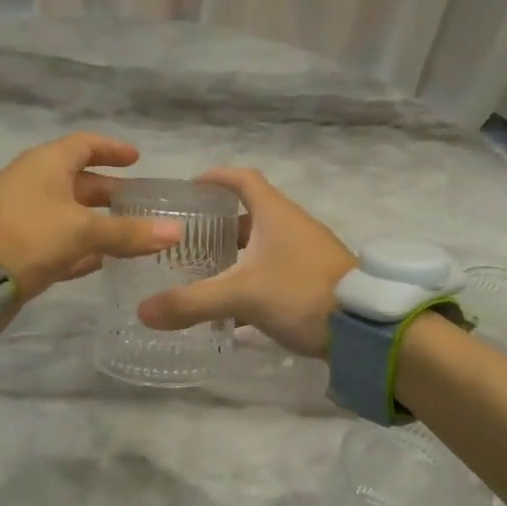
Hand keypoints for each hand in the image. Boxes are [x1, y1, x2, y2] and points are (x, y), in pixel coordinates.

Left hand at [0, 133, 180, 301]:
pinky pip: (57, 241)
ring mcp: (24, 216)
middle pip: (78, 181)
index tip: (136, 159)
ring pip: (69, 214)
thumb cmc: (30, 236)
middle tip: (140, 204)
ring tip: (129, 234)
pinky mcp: (19, 247)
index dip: (111, 150)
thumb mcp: (84, 232)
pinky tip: (101, 262)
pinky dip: (80, 247)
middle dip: (109, 192)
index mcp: (46, 164)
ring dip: (97, 222)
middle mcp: (34, 183)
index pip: (84, 145)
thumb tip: (176, 231)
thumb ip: (129, 232)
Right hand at [136, 167, 355, 356]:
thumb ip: (191, 302)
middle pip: (250, 215)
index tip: (189, 188)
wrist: (364, 327)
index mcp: (276, 214)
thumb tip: (142, 311)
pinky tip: (233, 310)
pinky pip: (275, 274)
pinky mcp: (315, 282)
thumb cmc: (301, 293)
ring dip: (235, 257)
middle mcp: (292, 227)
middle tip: (187, 240)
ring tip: (204, 274)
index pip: (242, 179)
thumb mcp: (241, 296)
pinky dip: (252, 283)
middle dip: (218, 225)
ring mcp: (307, 255)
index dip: (215, 178)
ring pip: (263, 247)